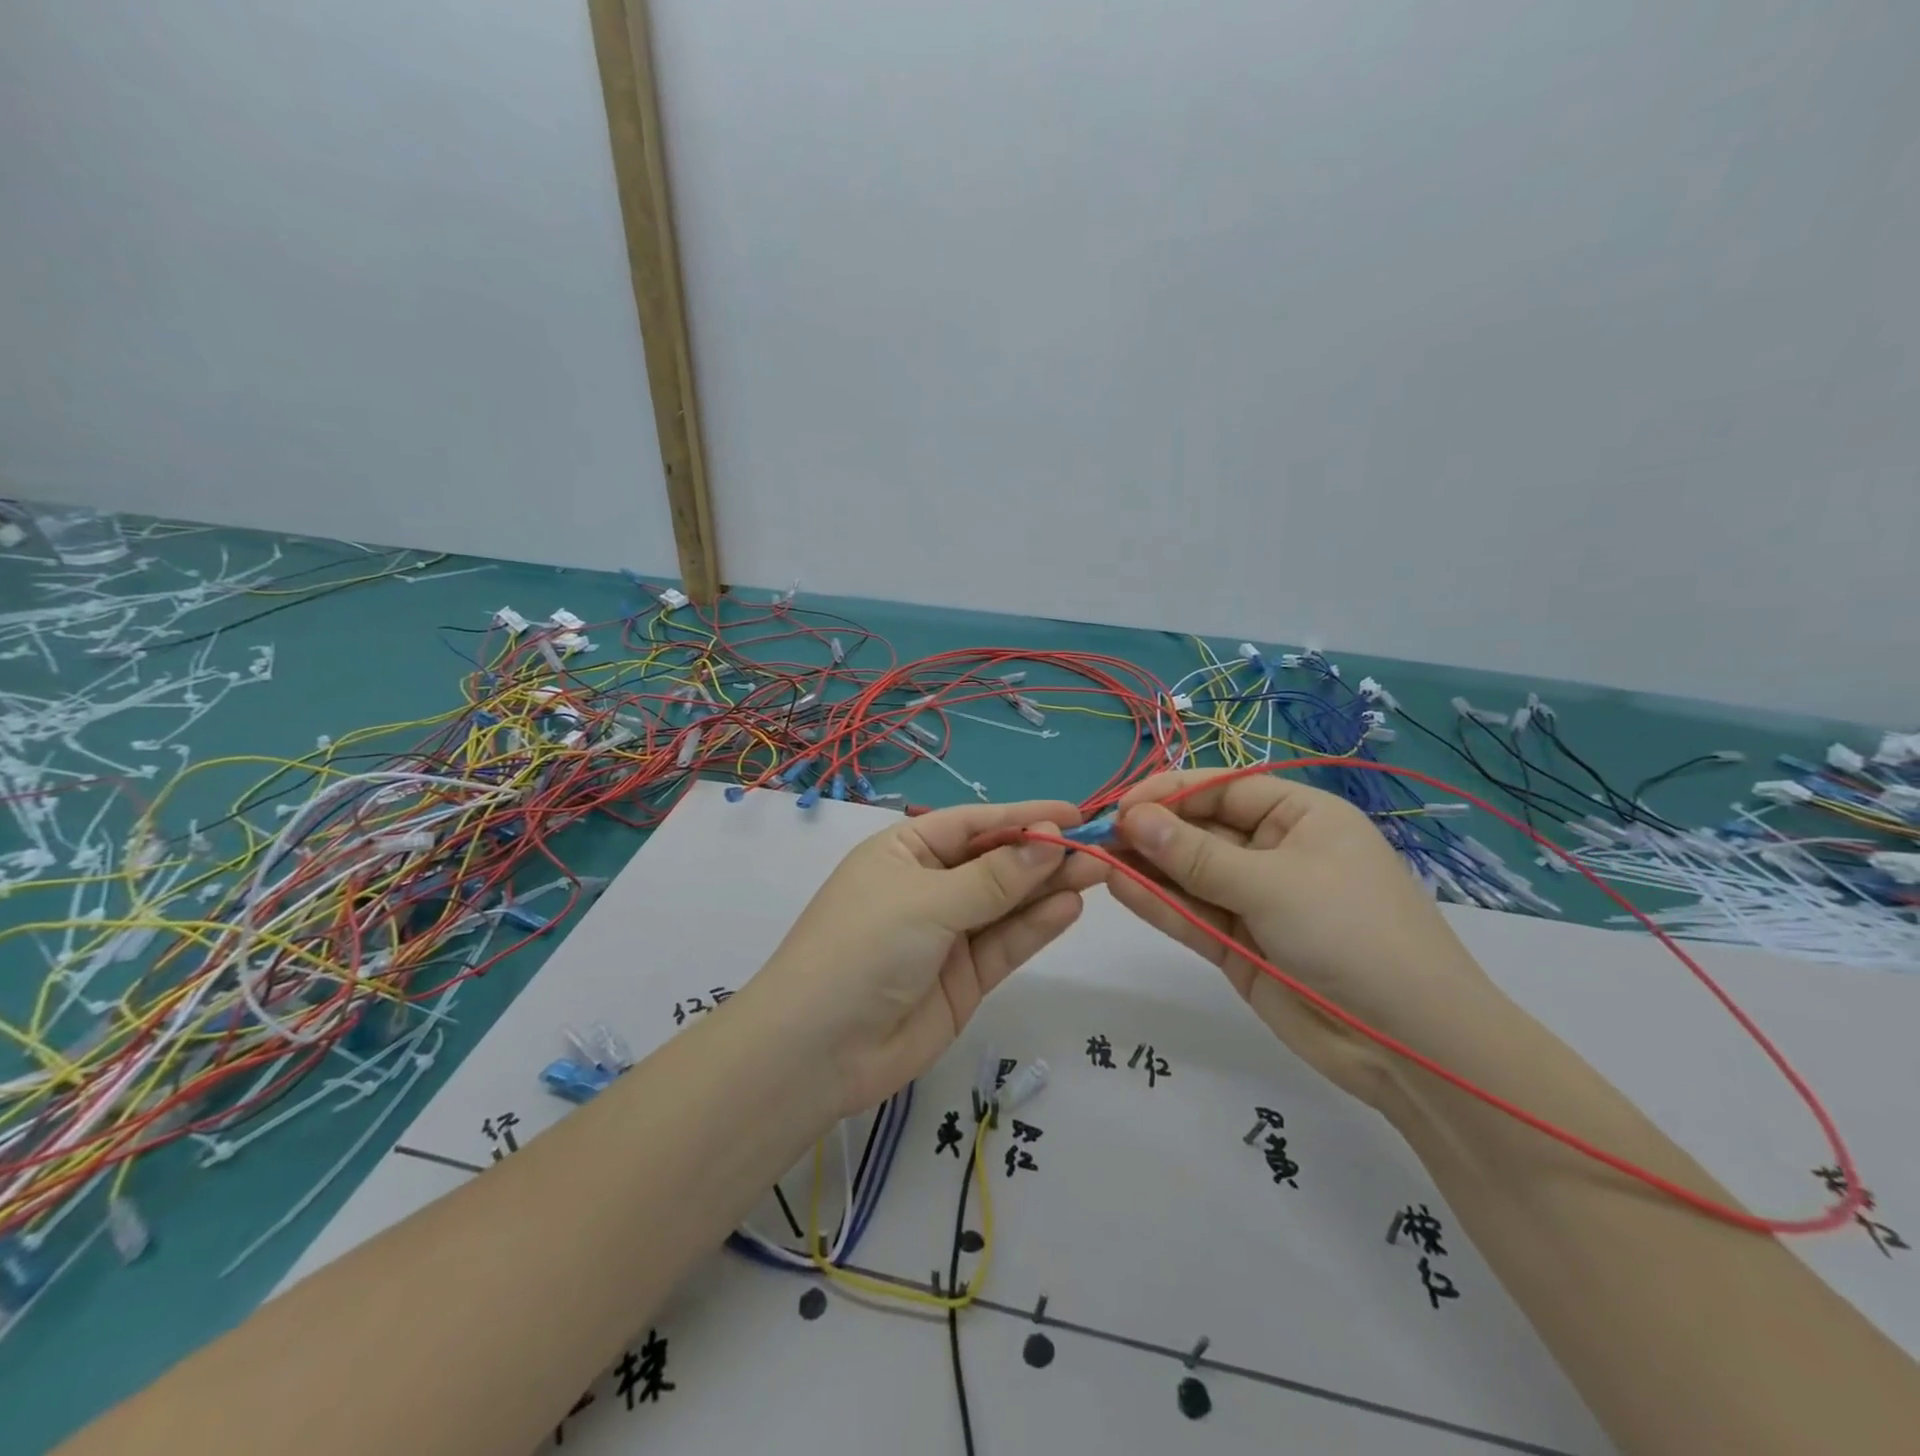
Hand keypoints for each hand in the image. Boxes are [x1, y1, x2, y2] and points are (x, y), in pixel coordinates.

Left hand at [755, 800, 1103, 1115]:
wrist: (818, 1052)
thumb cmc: (863, 948)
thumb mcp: (927, 902)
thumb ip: (994, 878)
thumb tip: (1052, 839)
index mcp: (905, 853)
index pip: (973, 825)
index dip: (1023, 817)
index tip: (1073, 814)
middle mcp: (928, 888)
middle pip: (995, 863)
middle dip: (1042, 854)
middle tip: (1098, 847)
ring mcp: (948, 935)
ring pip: (1007, 904)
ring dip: (1048, 888)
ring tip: (1096, 872)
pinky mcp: (964, 979)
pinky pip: (1005, 944)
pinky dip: (1035, 926)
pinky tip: (1068, 907)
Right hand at [1107, 770, 1502, 1107]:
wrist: (1410, 1045)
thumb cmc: (1352, 934)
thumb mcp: (1272, 884)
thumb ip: (1196, 855)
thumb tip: (1133, 819)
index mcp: (1300, 817)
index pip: (1223, 789)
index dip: (1170, 793)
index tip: (1120, 806)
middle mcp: (1275, 851)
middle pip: (1201, 830)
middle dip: (1152, 831)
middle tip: (1098, 836)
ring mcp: (1256, 901)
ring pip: (1190, 874)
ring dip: (1147, 867)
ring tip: (1096, 859)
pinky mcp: (1240, 946)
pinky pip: (1192, 915)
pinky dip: (1158, 903)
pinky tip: (1118, 888)